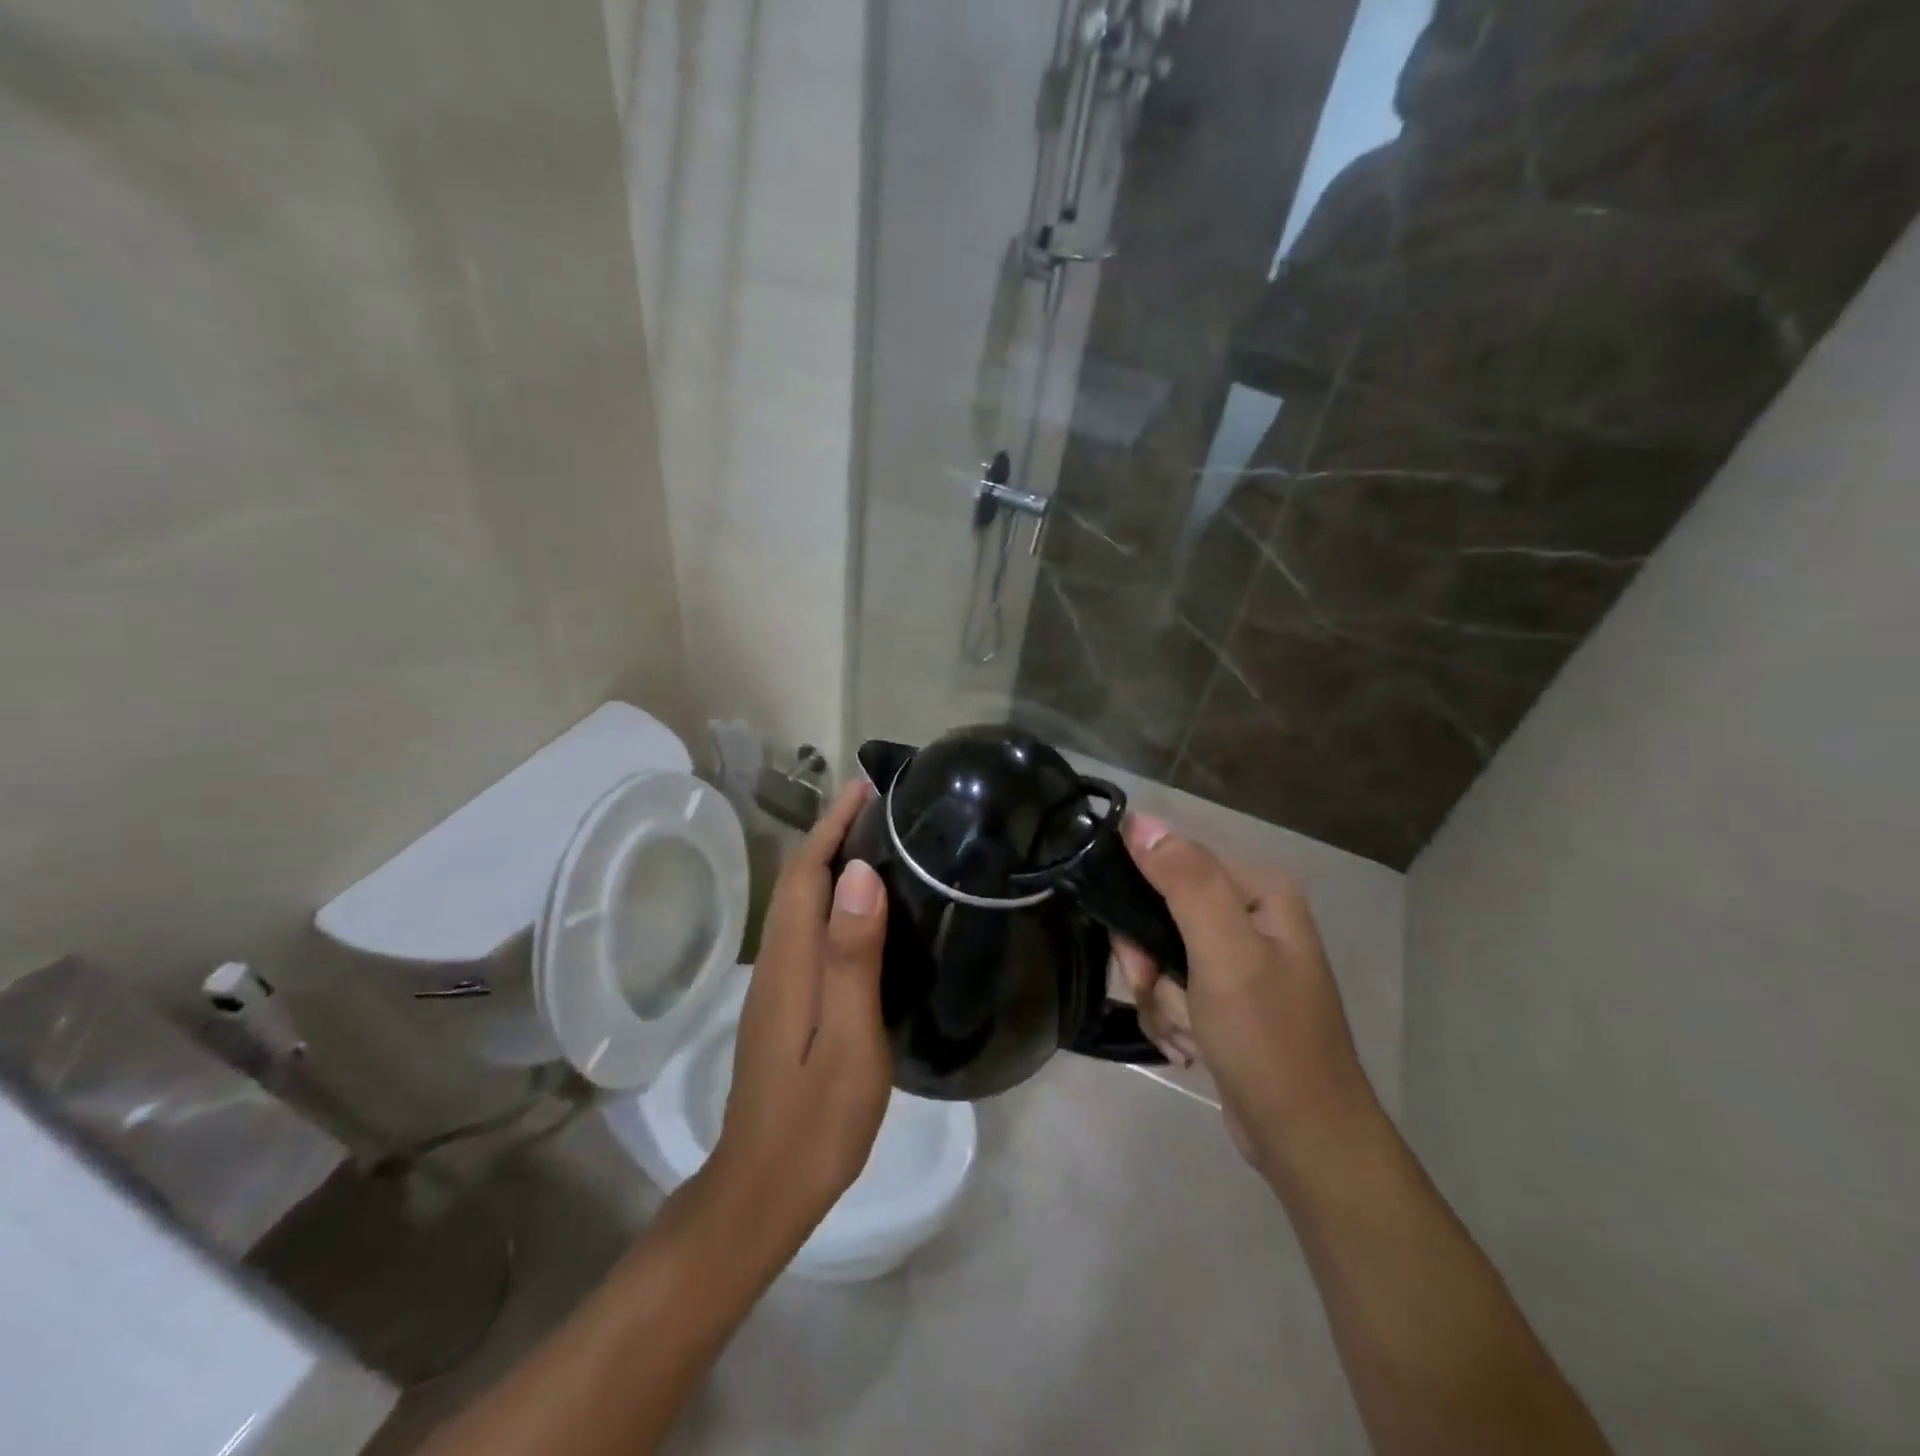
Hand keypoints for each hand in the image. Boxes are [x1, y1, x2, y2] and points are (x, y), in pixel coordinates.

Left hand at [701, 780, 892, 1258]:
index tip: (864, 790)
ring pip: (799, 905)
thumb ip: (852, 957)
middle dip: (831, 835)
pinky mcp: (783, 1006)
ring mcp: (775, 987)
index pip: (806, 874)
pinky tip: (860, 911)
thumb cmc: (815, 1122)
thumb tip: (859, 875)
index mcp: (791, 963)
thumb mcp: (847, 1040)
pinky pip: (806, 931)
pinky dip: (830, 901)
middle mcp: (776, 963)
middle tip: (879, 808)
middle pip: (798, 882)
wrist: (761, 1192)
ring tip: (876, 844)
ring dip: (830, 865)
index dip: (831, 827)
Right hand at [1111, 814, 1375, 1177]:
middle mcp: (1250, 916)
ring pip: (1159, 956)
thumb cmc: (1267, 1039)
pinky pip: (1172, 989)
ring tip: (1187, 1034)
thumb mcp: (1225, 953)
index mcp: (1258, 892)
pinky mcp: (1225, 997)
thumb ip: (1186, 882)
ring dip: (1160, 999)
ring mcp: (1238, 960)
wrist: (1303, 1138)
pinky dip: (1171, 1018)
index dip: (1141, 906)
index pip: (1172, 865)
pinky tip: (1191, 1047)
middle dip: (1151, 965)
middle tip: (1162, 996)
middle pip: (1161, 914)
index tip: (1137, 955)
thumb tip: (1139, 821)